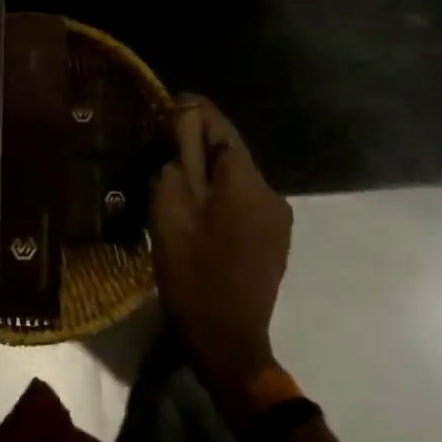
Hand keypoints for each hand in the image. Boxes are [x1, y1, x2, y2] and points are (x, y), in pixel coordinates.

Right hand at [150, 98, 293, 405]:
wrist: (227, 341)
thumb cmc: (192, 273)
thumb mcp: (171, 213)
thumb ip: (178, 165)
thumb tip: (182, 131)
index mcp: (246, 183)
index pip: (222, 128)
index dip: (195, 110)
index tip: (169, 101)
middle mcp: (271, 193)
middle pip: (231, 152)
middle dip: (199, 143)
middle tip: (162, 140)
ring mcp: (278, 219)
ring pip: (237, 178)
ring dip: (210, 171)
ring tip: (175, 175)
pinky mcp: (275, 240)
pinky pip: (245, 201)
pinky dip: (221, 194)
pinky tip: (198, 207)